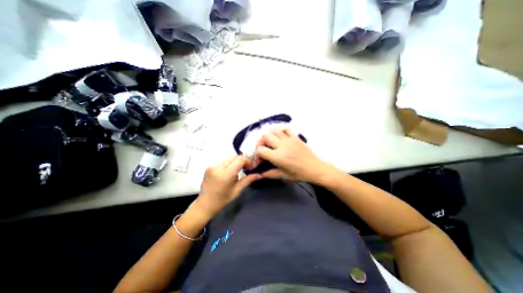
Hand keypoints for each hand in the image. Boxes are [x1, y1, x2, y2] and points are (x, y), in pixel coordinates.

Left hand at [191, 156, 261, 218]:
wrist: (204, 205)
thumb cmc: (222, 200)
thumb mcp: (237, 190)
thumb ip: (248, 180)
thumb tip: (260, 175)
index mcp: (226, 174)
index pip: (240, 159)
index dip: (247, 161)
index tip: (249, 168)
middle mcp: (218, 167)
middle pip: (234, 156)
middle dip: (241, 160)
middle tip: (245, 168)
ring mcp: (212, 166)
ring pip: (228, 157)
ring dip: (235, 161)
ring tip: (237, 171)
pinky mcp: (209, 167)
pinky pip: (222, 161)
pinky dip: (228, 164)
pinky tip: (229, 172)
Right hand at [257, 128, 334, 182]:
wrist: (315, 168)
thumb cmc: (299, 174)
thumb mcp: (283, 176)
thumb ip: (270, 174)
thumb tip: (260, 174)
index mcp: (278, 157)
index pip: (261, 150)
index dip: (257, 154)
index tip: (260, 159)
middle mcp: (282, 146)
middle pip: (265, 136)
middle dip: (260, 142)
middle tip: (263, 148)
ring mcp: (289, 139)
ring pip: (274, 130)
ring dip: (269, 135)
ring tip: (270, 142)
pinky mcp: (295, 137)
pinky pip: (286, 128)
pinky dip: (281, 130)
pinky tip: (280, 136)